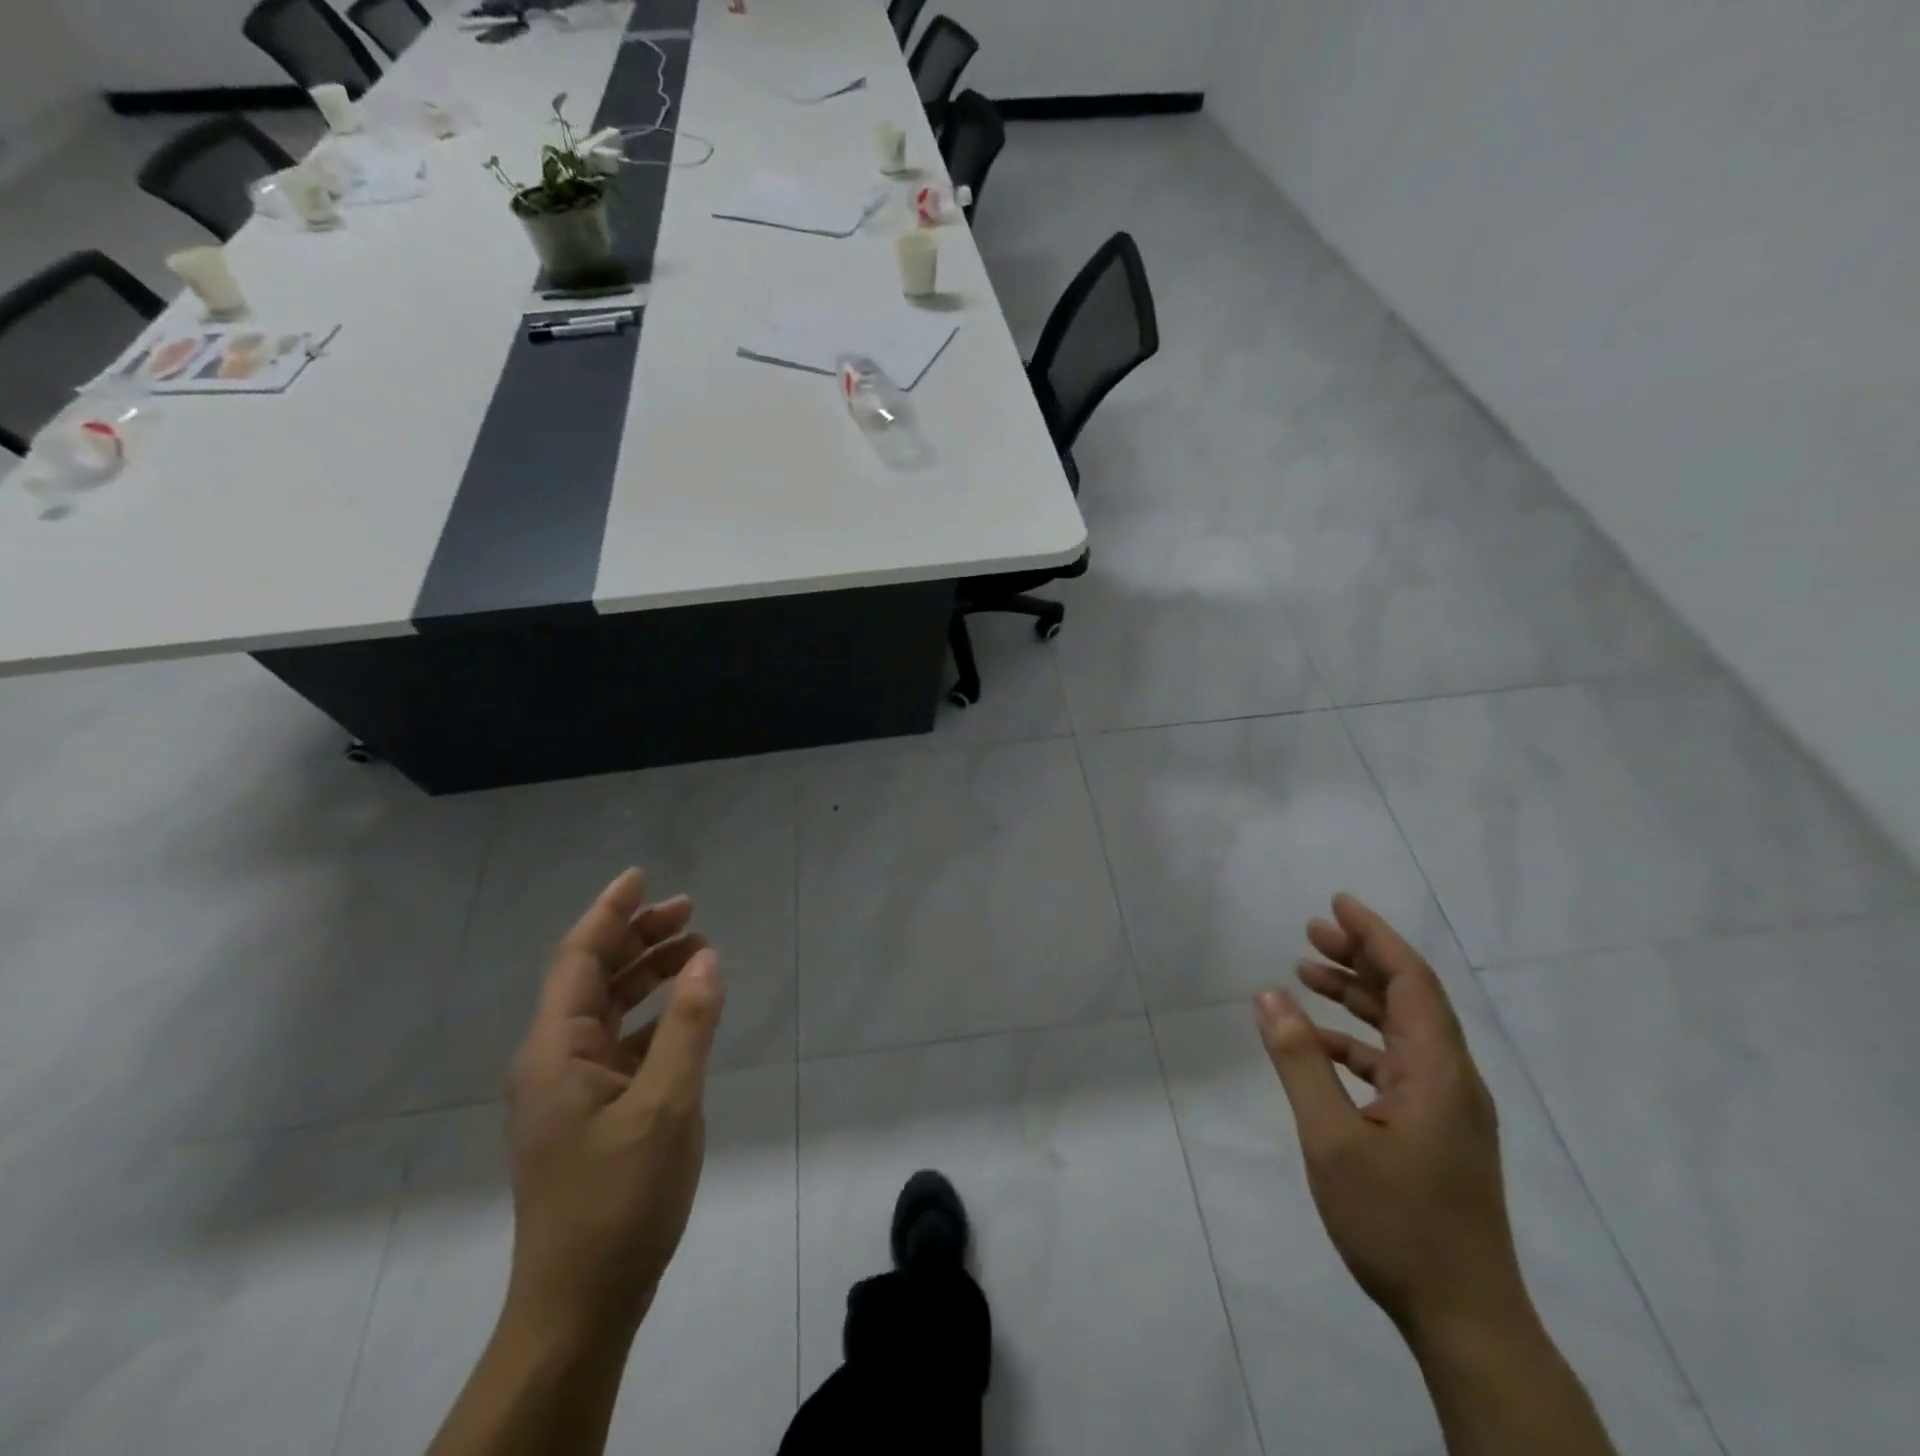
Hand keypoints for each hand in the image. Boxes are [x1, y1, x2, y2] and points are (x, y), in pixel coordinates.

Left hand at [505, 868, 724, 1338]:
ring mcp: (571, 1089)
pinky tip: (688, 1013)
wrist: (581, 1304)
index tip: (643, 876)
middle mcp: (555, 1059)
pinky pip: (622, 1043)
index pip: (579, 957)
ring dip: (648, 974)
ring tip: (696, 950)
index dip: (611, 912)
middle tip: (690, 912)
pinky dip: (654, 1017)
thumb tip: (707, 958)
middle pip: (594, 977)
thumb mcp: (666, 1105)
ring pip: (609, 1009)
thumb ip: (689, 1026)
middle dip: (638, 938)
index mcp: (556, 1050)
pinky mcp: (592, 1112)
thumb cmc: (618, 1199)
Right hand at [1253, 894, 1524, 1342]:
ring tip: (1306, 972)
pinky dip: (1357, 1042)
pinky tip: (1318, 1045)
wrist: (1465, 1320)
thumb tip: (1268, 996)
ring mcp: (1448, 1108)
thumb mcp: (1332, 1140)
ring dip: (1356, 996)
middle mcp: (1452, 1079)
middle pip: (1409, 997)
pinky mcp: (1437, 1132)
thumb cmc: (1397, 1224)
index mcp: (1438, 1072)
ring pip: (1402, 1029)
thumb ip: (1299, 1062)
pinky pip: (1396, 1064)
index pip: (1411, 981)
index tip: (1338, 903)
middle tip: (1311, 930)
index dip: (1375, 936)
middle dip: (1361, 957)